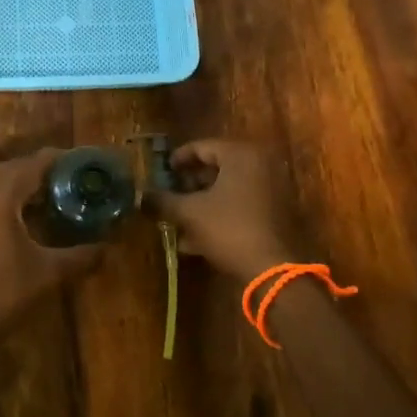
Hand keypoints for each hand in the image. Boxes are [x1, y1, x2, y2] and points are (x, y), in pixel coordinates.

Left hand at [0, 150, 101, 330]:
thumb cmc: (1, 295)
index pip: (33, 164)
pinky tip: (16, 220)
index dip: (59, 160)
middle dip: (39, 172)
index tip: (81, 164)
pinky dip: (0, 200)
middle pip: (11, 169)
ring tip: (45, 199)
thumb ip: (80, 256)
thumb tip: (106, 248)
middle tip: (67, 182)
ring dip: (18, 186)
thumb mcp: (47, 273)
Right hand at [145, 139, 306, 282]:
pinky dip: (220, 215)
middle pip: (217, 167)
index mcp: (241, 155)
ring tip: (179, 219)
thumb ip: (163, 201)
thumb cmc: (229, 229)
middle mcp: (260, 164)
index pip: (202, 146)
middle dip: (190, 183)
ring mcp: (272, 189)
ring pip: (228, 189)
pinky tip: (197, 239)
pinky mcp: (276, 212)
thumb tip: (140, 196)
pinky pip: (241, 205)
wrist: (273, 269)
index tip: (162, 171)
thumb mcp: (190, 213)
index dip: (178, 159)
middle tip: (170, 194)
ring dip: (202, 202)